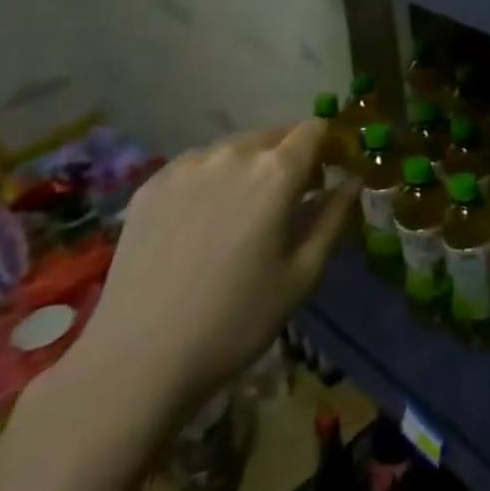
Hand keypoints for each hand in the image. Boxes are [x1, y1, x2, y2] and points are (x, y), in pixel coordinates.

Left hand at [65, 121, 354, 420]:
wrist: (137, 361)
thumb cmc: (235, 321)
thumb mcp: (301, 276)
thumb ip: (333, 218)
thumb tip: (352, 182)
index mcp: (276, 172)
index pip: (314, 129)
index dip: (326, 147)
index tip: (326, 176)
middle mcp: (232, 154)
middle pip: (274, 135)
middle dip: (289, 158)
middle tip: (286, 202)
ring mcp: (186, 166)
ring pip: (233, 148)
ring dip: (248, 166)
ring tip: (239, 214)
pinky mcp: (151, 185)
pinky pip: (196, 166)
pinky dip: (210, 179)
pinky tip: (199, 223)